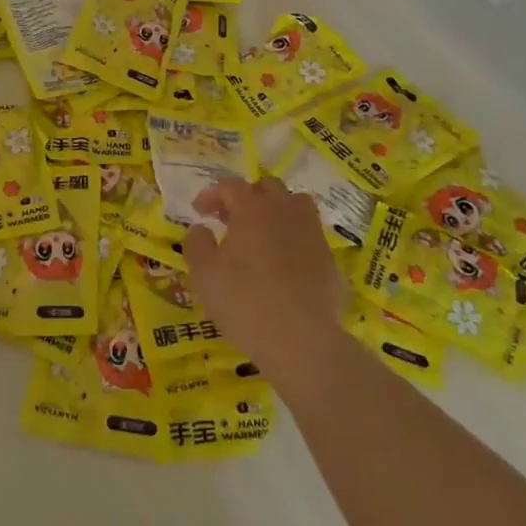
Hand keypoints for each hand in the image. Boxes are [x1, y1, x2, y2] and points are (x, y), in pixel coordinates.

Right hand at [184, 177, 348, 374]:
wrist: (301, 339)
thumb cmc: (244, 301)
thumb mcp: (204, 273)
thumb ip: (197, 243)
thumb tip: (201, 229)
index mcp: (252, 209)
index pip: (230, 186)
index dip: (212, 194)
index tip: (199, 211)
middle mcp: (284, 211)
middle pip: (267, 187)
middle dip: (246, 197)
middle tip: (230, 219)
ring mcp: (311, 233)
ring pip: (295, 204)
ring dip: (276, 210)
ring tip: (262, 233)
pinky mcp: (329, 259)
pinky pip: (309, 235)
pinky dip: (294, 238)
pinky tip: (285, 262)